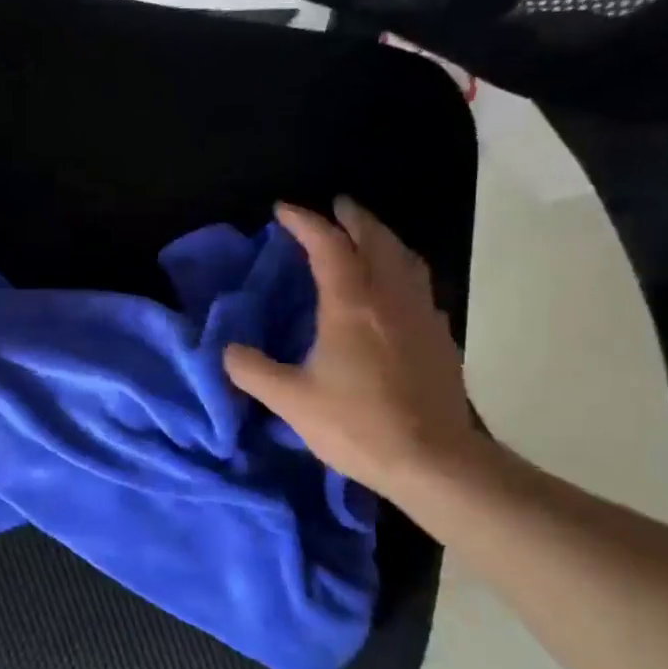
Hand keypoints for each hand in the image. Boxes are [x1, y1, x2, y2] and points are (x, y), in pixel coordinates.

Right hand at [223, 198, 491, 500]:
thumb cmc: (357, 425)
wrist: (433, 461)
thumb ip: (252, 371)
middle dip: (352, 217)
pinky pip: (420, 284)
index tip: (283, 209)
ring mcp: (421, 314)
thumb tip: (228, 352)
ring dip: (383, 237)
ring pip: (405, 257)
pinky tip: (395, 288)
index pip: (328, 245)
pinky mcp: (439, 336)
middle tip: (335, 206)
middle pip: (375, 238)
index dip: (305, 221)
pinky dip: (402, 269)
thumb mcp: (291, 401)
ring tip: (368, 236)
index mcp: (351, 304)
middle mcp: (389, 297)